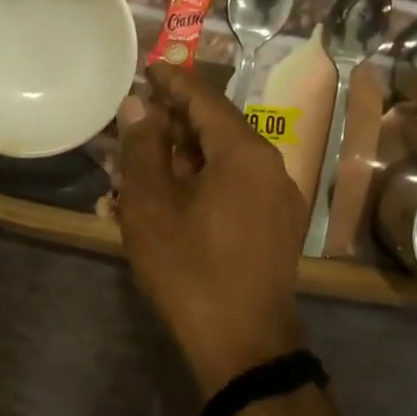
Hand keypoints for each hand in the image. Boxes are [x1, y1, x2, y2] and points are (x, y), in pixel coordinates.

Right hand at [117, 62, 308, 396]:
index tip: (147, 69)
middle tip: (136, 119)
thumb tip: (139, 105)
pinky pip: (237, 185)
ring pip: (227, 158)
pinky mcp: (277, 225)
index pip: (205, 98)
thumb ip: (143, 148)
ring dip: (187, 153)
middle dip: (175, 120)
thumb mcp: (152, 206)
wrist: (245, 346)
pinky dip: (205, 179)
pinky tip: (174, 193)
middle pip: (218, 126)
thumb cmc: (191, 270)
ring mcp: (280, 198)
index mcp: (245, 152)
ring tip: (146, 157)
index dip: (173, 81)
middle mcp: (272, 165)